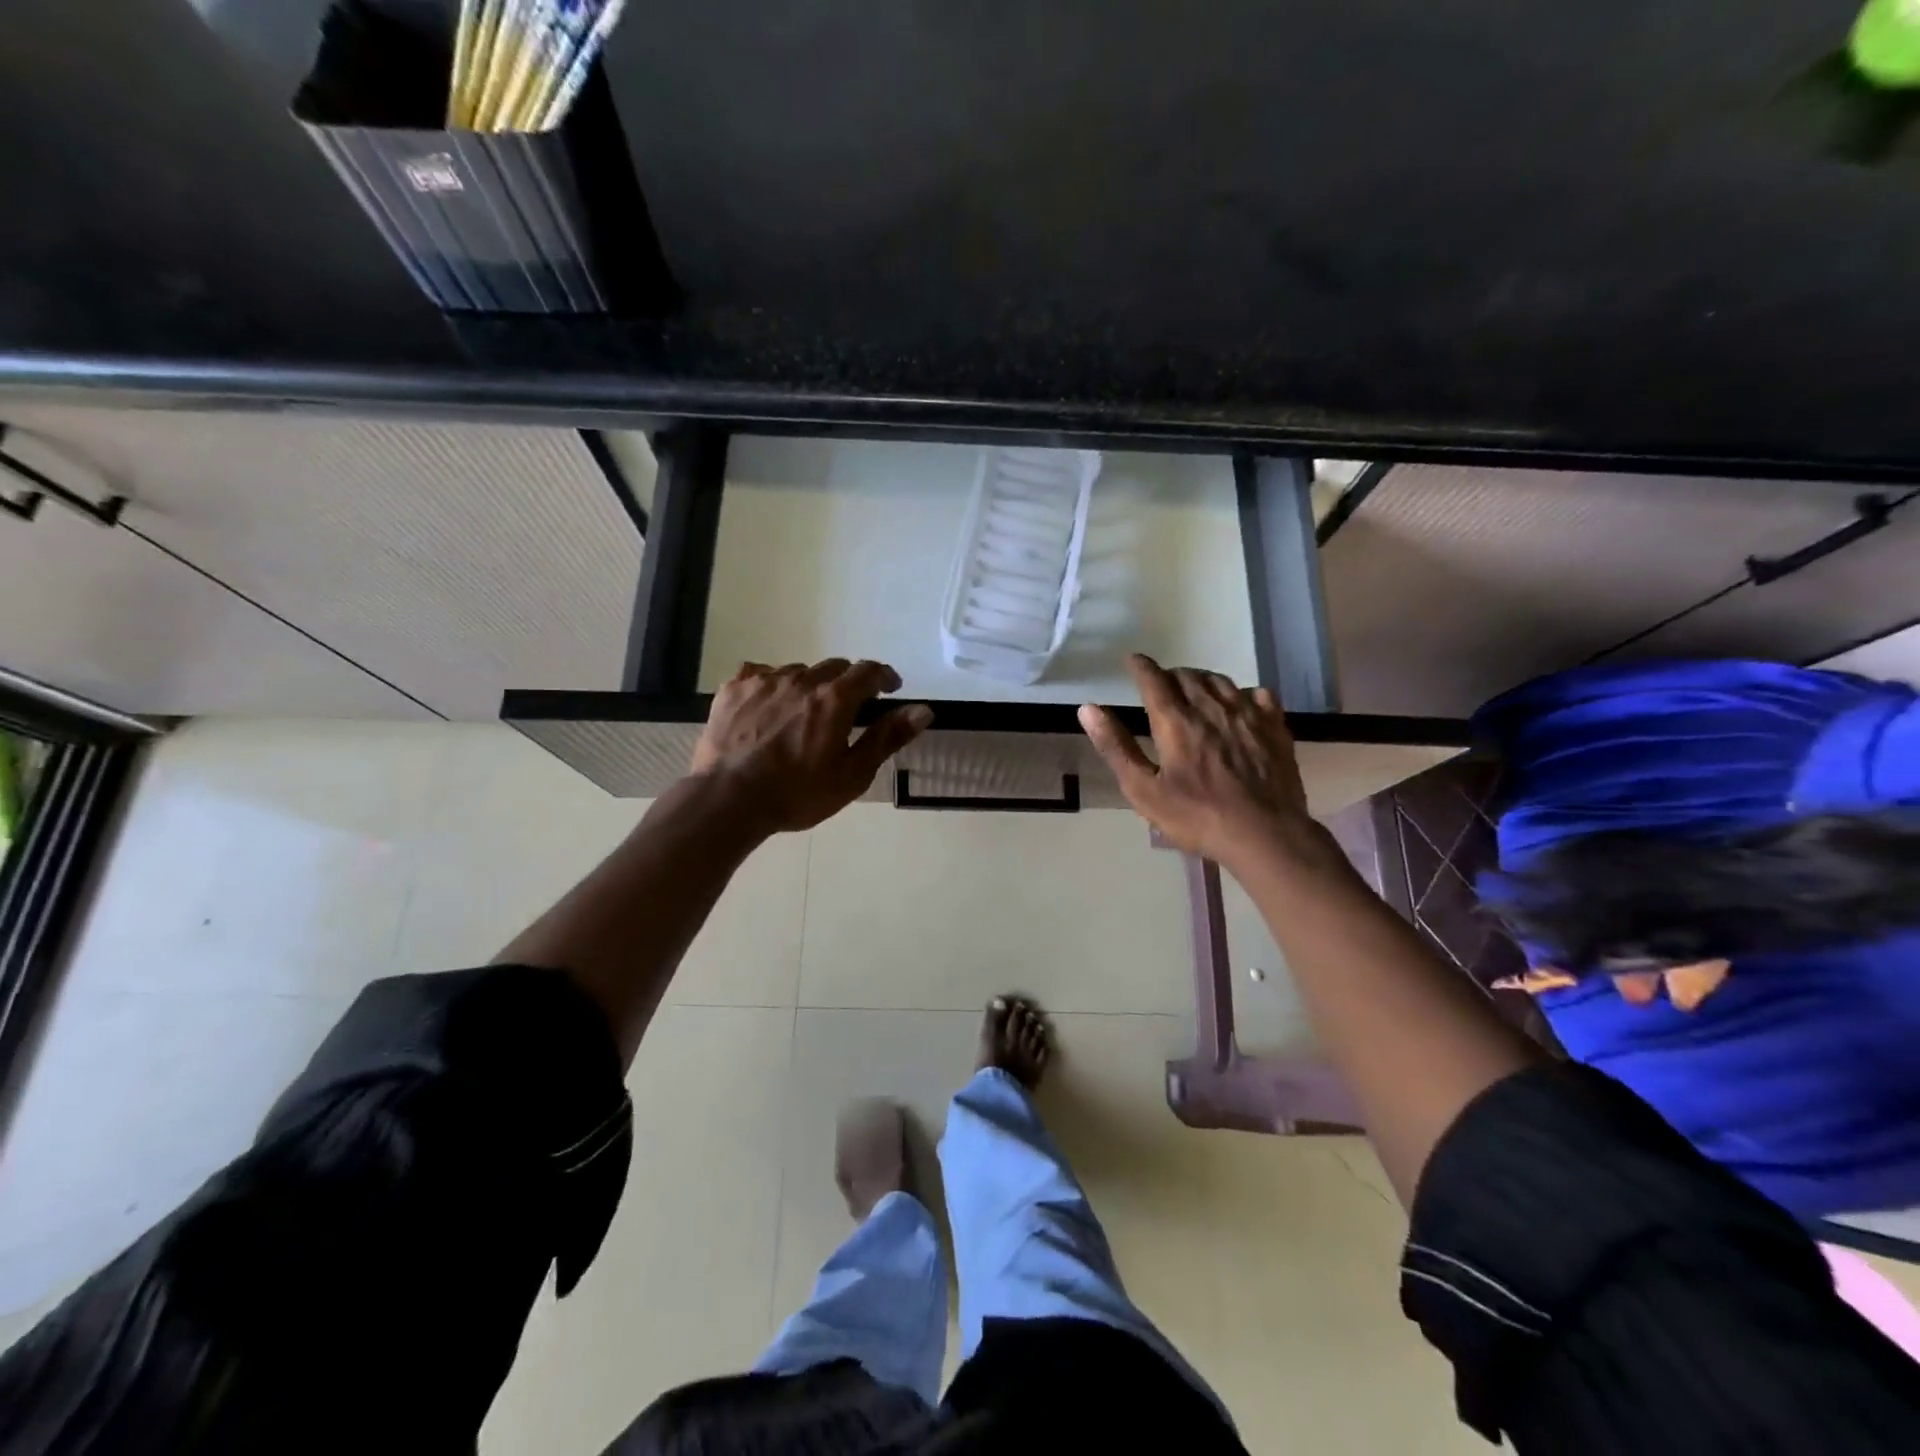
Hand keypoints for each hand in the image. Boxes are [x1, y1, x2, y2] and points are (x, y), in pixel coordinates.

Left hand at [691, 659, 933, 833]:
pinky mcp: (734, 689)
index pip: (868, 671)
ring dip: (809, 686)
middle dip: (847, 683)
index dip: (883, 676)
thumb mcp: (852, 774)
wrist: (728, 800)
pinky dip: (773, 686)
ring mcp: (764, 681)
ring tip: (804, 714)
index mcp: (835, 699)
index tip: (890, 688)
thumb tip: (923, 710)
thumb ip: (888, 737)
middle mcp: (801, 679)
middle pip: (833, 667)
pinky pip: (761, 674)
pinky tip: (769, 708)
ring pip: (797, 671)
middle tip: (847, 709)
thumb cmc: (797, 794)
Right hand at [1078, 655, 1309, 867]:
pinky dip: (1242, 694)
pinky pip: (1258, 695)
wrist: (1264, 834)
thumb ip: (1116, 748)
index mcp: (1176, 722)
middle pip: (1188, 676)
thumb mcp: (1144, 791)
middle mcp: (1211, 708)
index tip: (1132, 660)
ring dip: (1202, 680)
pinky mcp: (1275, 728)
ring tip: (1195, 690)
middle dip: (1170, 675)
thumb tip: (1088, 709)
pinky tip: (1240, 705)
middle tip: (1161, 685)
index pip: (1154, 680)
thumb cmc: (1197, 816)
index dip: (1141, 667)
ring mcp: (1248, 715)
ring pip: (1221, 682)